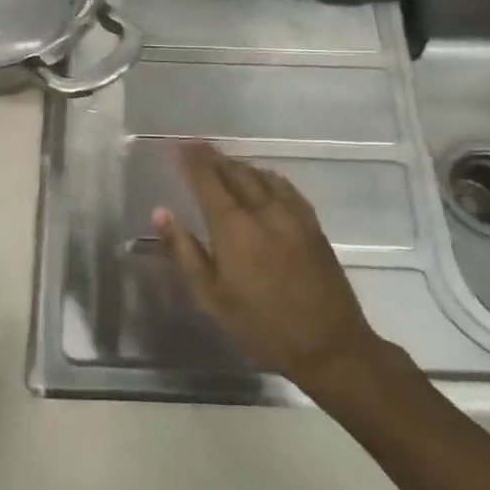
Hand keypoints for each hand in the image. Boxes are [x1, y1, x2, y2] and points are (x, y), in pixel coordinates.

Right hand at [155, 142, 383, 393]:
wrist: (328, 344)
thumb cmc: (260, 325)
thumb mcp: (210, 296)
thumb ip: (183, 250)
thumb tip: (161, 213)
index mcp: (234, 226)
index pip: (207, 179)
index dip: (190, 159)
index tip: (175, 145)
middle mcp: (263, 210)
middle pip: (234, 171)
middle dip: (211, 156)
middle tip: (193, 147)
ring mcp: (292, 214)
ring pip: (260, 175)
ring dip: (236, 164)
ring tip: (221, 162)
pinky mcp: (312, 223)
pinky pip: (283, 186)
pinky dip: (264, 176)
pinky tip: (260, 180)